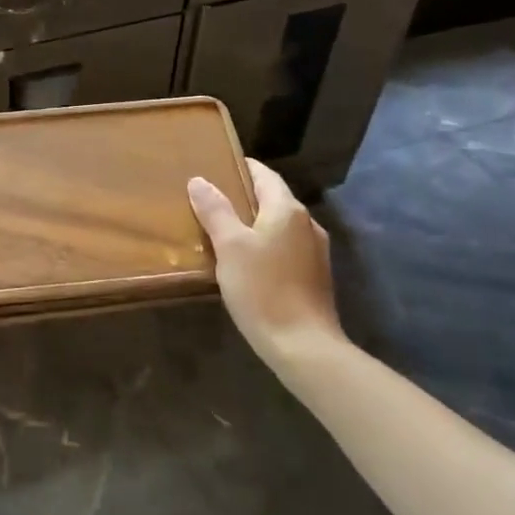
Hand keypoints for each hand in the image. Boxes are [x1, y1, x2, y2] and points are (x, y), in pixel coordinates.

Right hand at [187, 159, 342, 354]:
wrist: (303, 346)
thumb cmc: (263, 289)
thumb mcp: (230, 247)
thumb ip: (215, 211)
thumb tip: (199, 180)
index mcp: (287, 209)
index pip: (264, 174)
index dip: (241, 168)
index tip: (216, 167)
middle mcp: (307, 224)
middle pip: (273, 198)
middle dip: (245, 196)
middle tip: (211, 200)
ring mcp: (315, 251)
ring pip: (280, 225)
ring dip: (255, 222)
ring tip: (224, 230)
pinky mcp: (315, 276)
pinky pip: (286, 247)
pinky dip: (266, 244)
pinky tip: (248, 261)